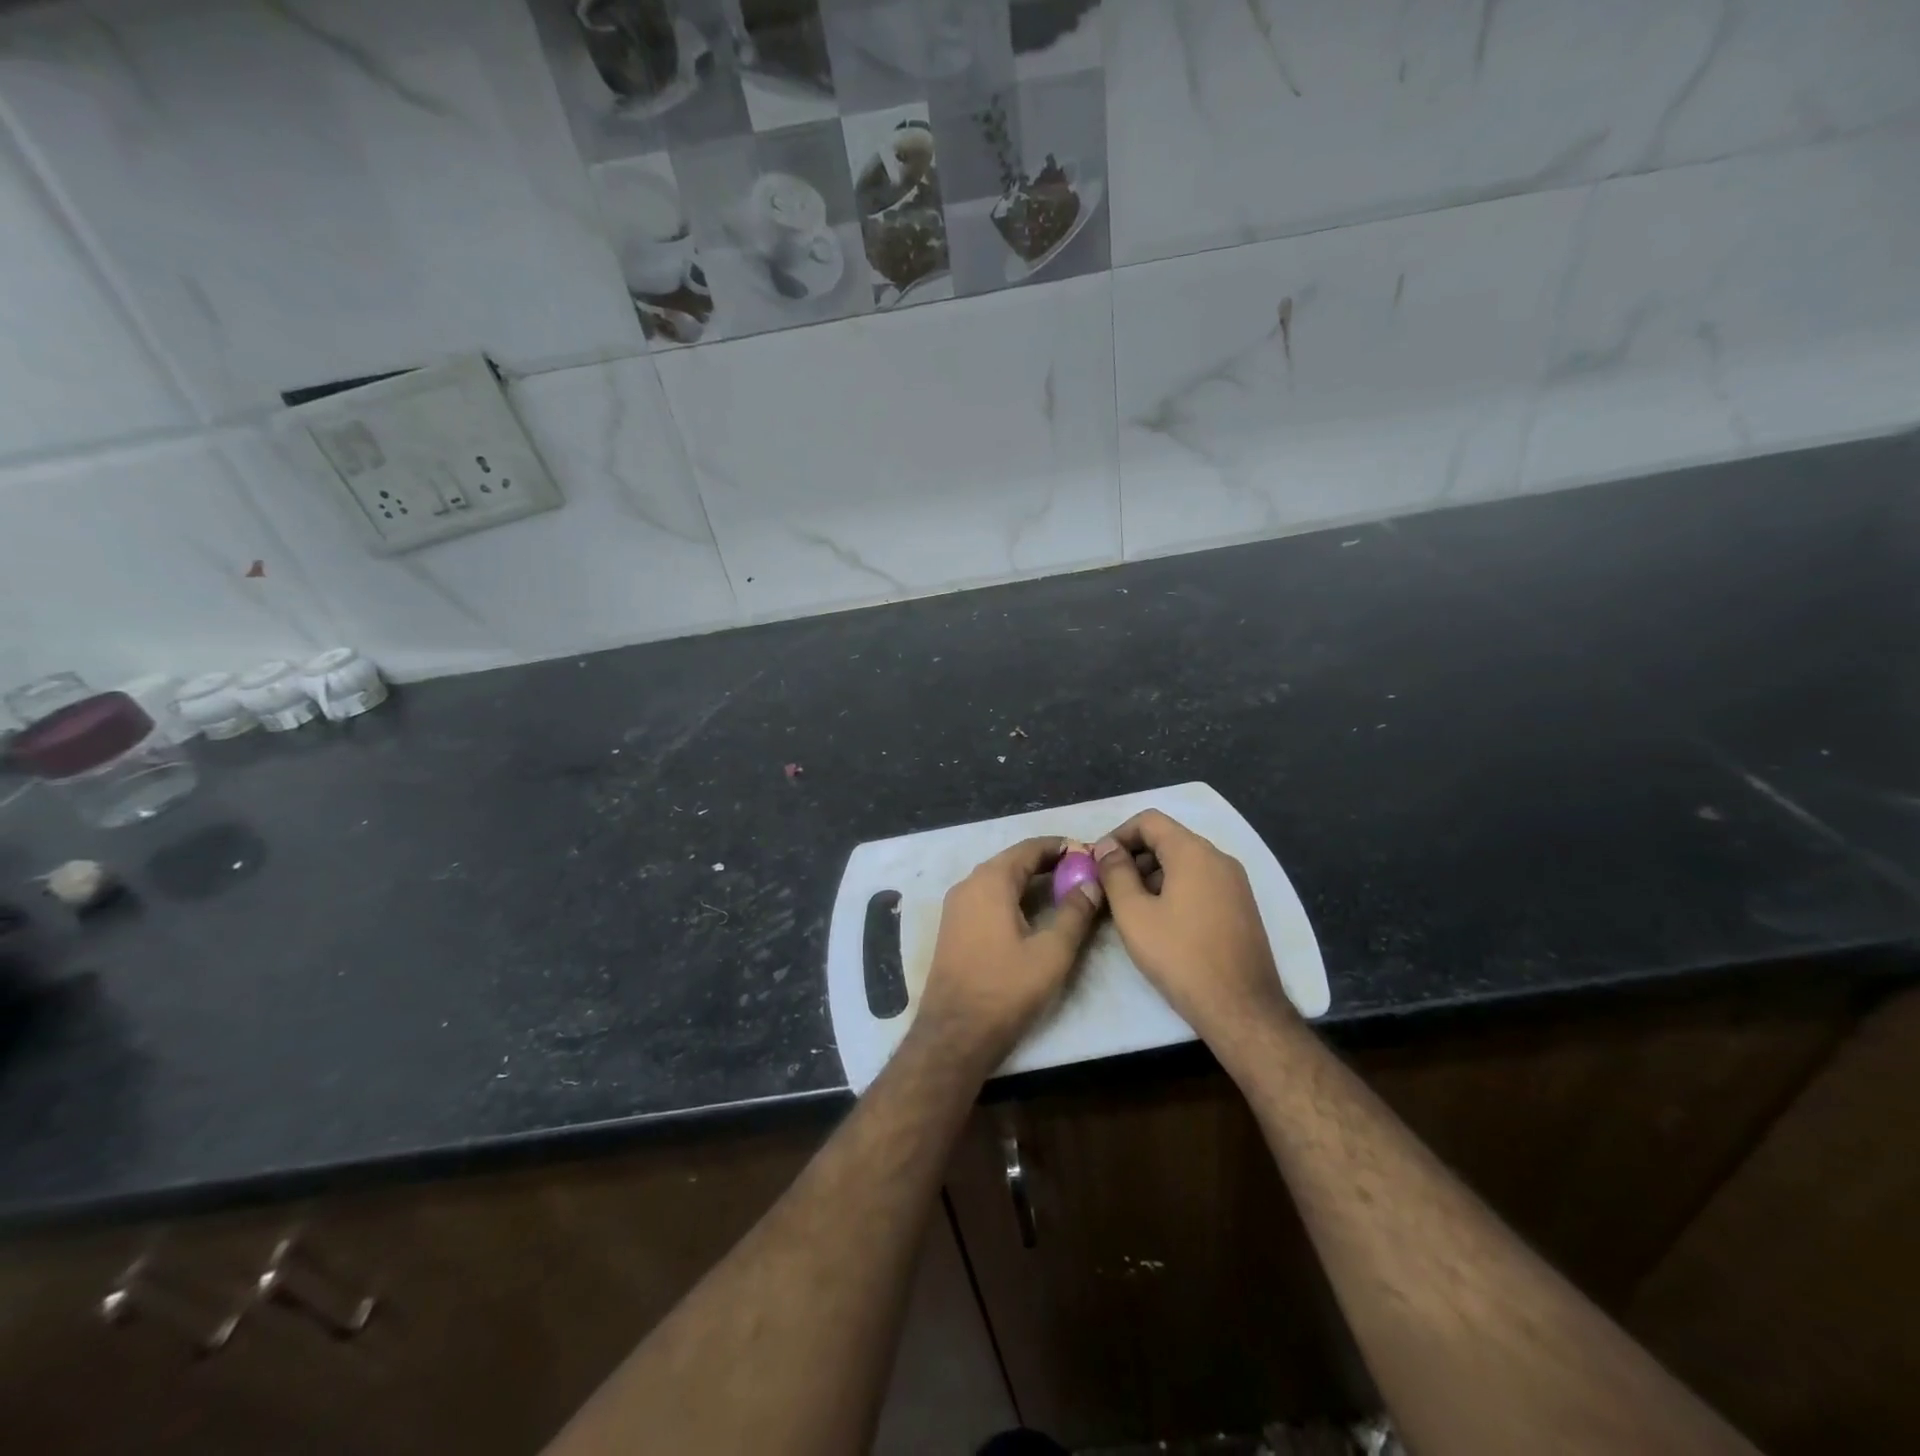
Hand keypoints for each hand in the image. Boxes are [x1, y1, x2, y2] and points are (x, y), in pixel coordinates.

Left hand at [914, 836, 1103, 1071]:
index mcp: (990, 881)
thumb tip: (1092, 883)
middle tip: (1080, 871)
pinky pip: (987, 896)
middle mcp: (968, 884)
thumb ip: (1075, 913)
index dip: (1060, 847)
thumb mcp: (1051, 952)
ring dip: (1028, 878)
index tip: (1088, 852)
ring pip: (998, 879)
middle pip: (1012, 860)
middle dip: (1046, 862)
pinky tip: (1032, 911)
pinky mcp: (953, 926)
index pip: (1028, 848)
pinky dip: (1012, 894)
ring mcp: (956, 906)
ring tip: (1063, 888)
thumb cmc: (1006, 988)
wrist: (955, 1033)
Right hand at [1093, 811, 1293, 1041]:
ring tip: (1133, 908)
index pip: (1149, 820)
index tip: (1098, 862)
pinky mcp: (1242, 906)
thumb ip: (1115, 873)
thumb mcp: (1134, 914)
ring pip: (1185, 862)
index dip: (1118, 835)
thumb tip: (1106, 847)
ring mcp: (1236, 883)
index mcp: (1194, 852)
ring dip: (1153, 875)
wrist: (1241, 1008)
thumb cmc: (1180, 956)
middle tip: (1110, 888)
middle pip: (1168, 839)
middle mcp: (1219, 858)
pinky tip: (1163, 922)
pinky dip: (1176, 889)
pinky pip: (1202, 882)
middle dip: (1135, 857)